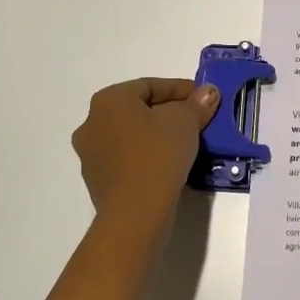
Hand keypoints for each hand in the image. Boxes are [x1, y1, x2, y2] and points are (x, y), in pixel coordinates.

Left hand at [71, 78, 219, 222]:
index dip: (181, 89)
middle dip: (170, 113)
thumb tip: (208, 92)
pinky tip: (170, 165)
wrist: (135, 213)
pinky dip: (148, 156)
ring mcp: (91, 154)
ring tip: (187, 144)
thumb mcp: (185, 122)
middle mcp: (92, 122)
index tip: (205, 98)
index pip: (150, 86)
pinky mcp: (98, 181)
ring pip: (132, 136)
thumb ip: (197, 103)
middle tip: (198, 120)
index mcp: (108, 100)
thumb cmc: (157, 155)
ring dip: (158, 135)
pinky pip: (128, 159)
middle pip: (139, 110)